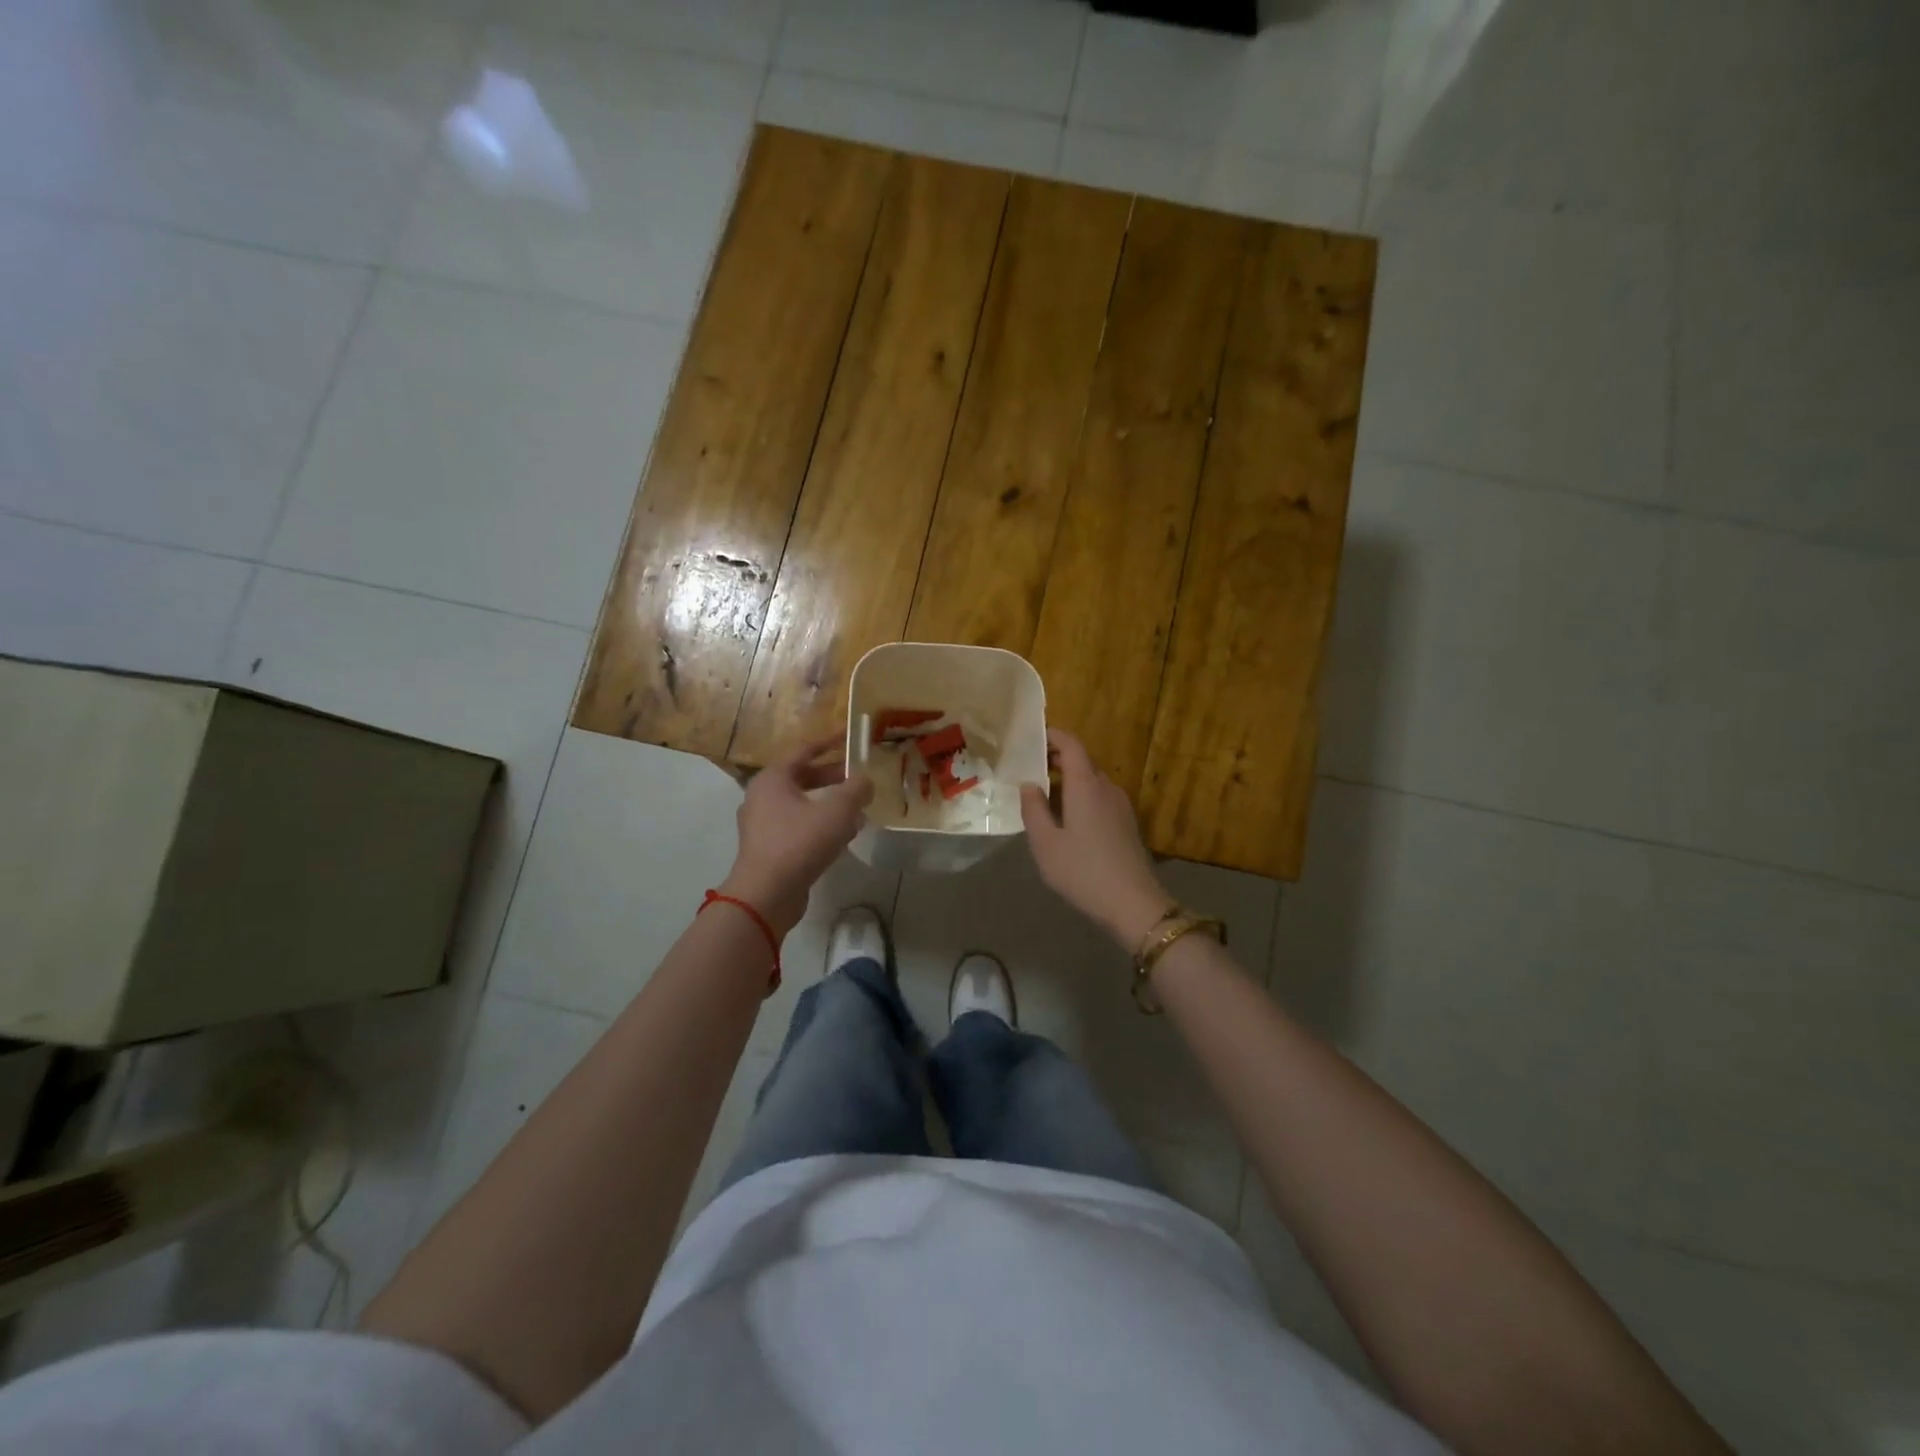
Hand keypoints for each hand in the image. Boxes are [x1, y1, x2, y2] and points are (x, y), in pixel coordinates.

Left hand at [721, 735, 873, 936]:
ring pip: (802, 805)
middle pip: (803, 778)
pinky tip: (844, 836)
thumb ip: (856, 790)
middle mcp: (762, 796)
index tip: (850, 737)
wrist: (767, 894)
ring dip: (830, 804)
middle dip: (833, 778)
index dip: (830, 742)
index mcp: (772, 778)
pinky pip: (799, 827)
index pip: (804, 750)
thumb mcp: (837, 811)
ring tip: (858, 810)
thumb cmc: (800, 842)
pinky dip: (820, 825)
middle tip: (859, 779)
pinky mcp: (769, 849)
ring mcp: (763, 824)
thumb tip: (866, 781)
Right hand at [1020, 728, 1171, 949]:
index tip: (1033, 739)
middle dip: (1057, 760)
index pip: (1072, 745)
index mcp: (1086, 785)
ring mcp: (1121, 806)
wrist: (1133, 904)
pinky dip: (1082, 797)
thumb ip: (1034, 810)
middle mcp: (1107, 788)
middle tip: (1031, 770)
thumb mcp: (1045, 844)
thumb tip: (1029, 785)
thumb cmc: (1083, 871)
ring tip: (1045, 798)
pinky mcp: (1128, 824)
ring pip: (1092, 781)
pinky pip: (1101, 798)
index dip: (1053, 736)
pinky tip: (1068, 821)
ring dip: (1069, 781)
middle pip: (1083, 761)